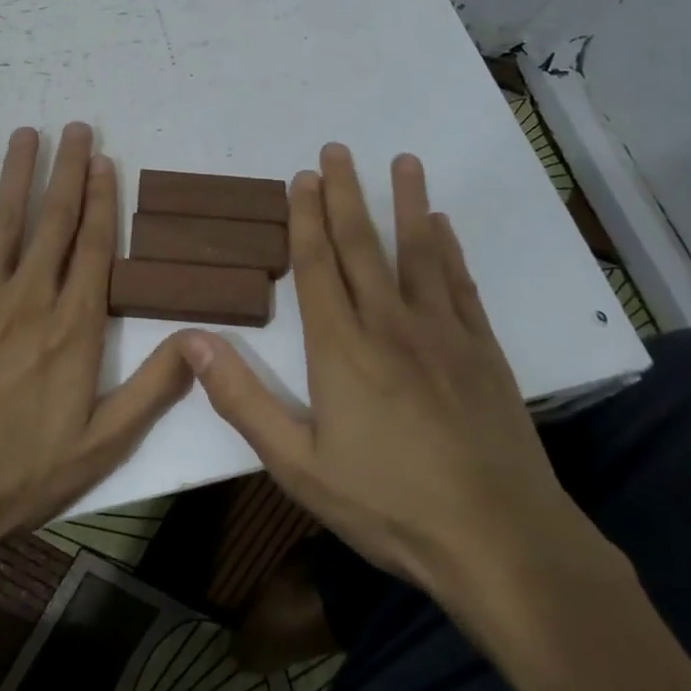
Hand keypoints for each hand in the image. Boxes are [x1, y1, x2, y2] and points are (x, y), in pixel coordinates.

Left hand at [0, 124, 193, 570]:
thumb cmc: (15, 475)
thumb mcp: (101, 447)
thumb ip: (153, 389)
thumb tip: (201, 338)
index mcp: (73, 329)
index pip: (94, 249)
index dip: (102, 202)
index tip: (106, 162)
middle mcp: (29, 299)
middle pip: (54, 222)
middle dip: (68, 171)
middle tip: (76, 126)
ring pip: (5, 221)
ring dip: (18, 174)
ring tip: (28, 133)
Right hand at [184, 144, 613, 635]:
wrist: (500, 541)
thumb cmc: (389, 504)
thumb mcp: (298, 464)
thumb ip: (242, 399)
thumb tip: (190, 341)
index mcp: (341, 349)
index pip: (317, 266)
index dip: (305, 219)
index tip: (302, 178)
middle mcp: (390, 325)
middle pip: (362, 245)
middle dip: (345, 194)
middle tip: (337, 150)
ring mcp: (443, 334)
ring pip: (419, 253)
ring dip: (406, 203)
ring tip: (402, 160)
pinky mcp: (482, 351)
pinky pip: (461, 285)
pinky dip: (450, 250)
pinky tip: (444, 227)